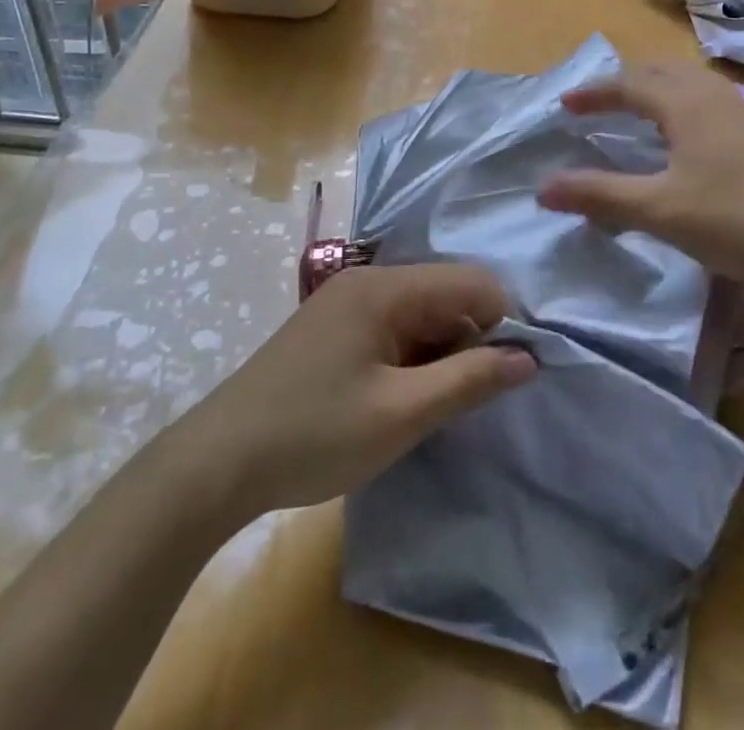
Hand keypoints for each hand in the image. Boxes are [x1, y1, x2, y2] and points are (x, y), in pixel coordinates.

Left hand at [173, 264, 535, 517]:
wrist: (216, 463)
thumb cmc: (314, 434)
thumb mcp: (400, 414)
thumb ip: (468, 380)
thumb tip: (528, 357)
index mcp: (385, 287)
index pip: (471, 281)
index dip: (500, 324)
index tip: (503, 378)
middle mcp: (367, 281)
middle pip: (445, 294)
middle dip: (468, 340)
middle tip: (460, 401)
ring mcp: (345, 302)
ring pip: (420, 314)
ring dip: (438, 354)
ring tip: (428, 407)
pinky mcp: (332, 328)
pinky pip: (392, 328)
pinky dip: (410, 358)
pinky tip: (398, 399)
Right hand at [535, 61, 743, 310]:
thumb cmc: (735, 218)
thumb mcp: (658, 210)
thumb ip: (599, 195)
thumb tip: (542, 187)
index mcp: (686, 103)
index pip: (629, 83)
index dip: (594, 93)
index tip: (565, 106)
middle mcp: (715, 97)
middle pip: (663, 70)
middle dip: (626, 81)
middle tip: (600, 103)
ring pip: (691, 85)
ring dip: (658, 91)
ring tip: (639, 115)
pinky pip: (710, 104)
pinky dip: (682, 108)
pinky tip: (686, 142)